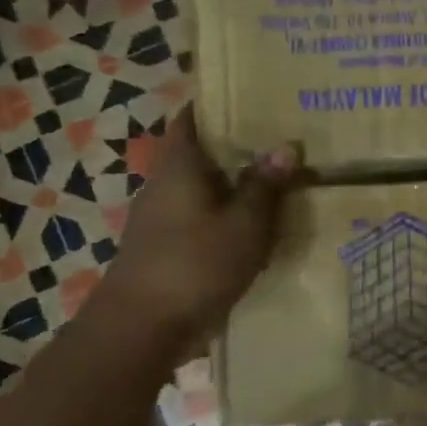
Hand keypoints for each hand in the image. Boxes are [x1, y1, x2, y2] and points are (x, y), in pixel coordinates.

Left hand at [95, 107, 299, 352]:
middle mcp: (164, 184)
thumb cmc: (194, 264)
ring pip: (203, 186)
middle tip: (283, 136)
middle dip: (237, 144)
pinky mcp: (166, 247)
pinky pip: (202, 216)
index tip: (255, 96)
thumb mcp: (244, 224)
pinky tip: (258, 223)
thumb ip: (264, 186)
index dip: (218, 104)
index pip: (193, 118)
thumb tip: (286, 146)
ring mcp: (161, 218)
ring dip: (234, 182)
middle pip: (200, 152)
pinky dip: (227, 212)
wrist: (141, 329)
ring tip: (279, 177)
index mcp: (179, 166)